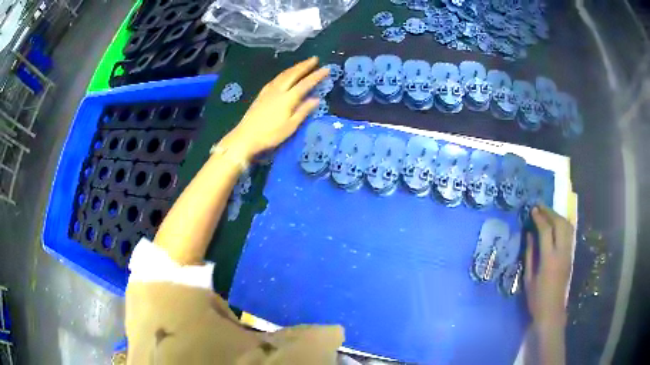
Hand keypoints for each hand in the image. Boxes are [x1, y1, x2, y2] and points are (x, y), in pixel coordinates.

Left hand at [220, 57, 328, 160]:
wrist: (245, 137)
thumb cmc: (270, 135)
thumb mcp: (290, 126)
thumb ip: (303, 111)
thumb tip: (316, 99)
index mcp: (288, 99)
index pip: (305, 84)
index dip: (317, 75)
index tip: (327, 68)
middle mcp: (278, 91)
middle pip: (293, 74)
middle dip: (305, 65)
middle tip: (315, 58)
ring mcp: (268, 91)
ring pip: (283, 74)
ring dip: (294, 67)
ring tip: (303, 63)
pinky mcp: (261, 94)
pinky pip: (275, 79)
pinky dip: (284, 73)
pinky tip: (284, 74)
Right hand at [525, 205, 573, 330]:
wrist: (552, 311)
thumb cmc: (536, 298)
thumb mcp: (529, 278)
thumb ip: (530, 254)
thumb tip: (529, 234)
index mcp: (549, 259)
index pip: (546, 231)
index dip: (539, 218)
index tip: (532, 209)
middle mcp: (561, 252)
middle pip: (559, 224)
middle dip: (550, 212)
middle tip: (540, 206)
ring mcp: (568, 253)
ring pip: (567, 226)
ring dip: (557, 216)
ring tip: (548, 213)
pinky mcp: (571, 255)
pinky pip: (569, 233)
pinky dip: (563, 224)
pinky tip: (556, 223)